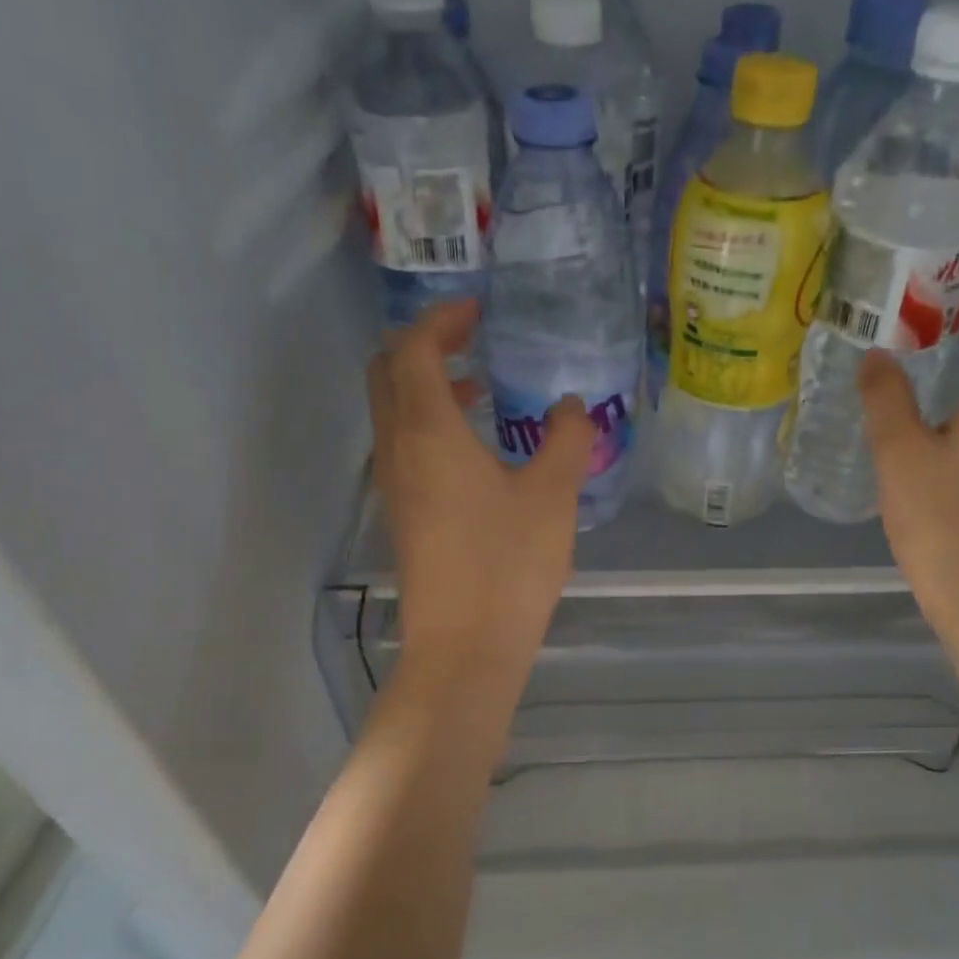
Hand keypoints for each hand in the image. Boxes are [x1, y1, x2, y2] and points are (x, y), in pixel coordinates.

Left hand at [366, 301, 593, 690]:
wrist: (465, 647)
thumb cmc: (508, 564)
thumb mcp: (552, 495)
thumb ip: (566, 439)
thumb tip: (570, 406)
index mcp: (427, 431)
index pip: (413, 349)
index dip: (440, 320)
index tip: (477, 311)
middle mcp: (398, 449)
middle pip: (387, 373)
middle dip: (423, 345)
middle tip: (471, 339)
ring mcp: (394, 485)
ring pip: (393, 412)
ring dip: (426, 387)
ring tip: (480, 388)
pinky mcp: (402, 515)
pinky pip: (404, 446)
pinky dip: (430, 425)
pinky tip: (477, 449)